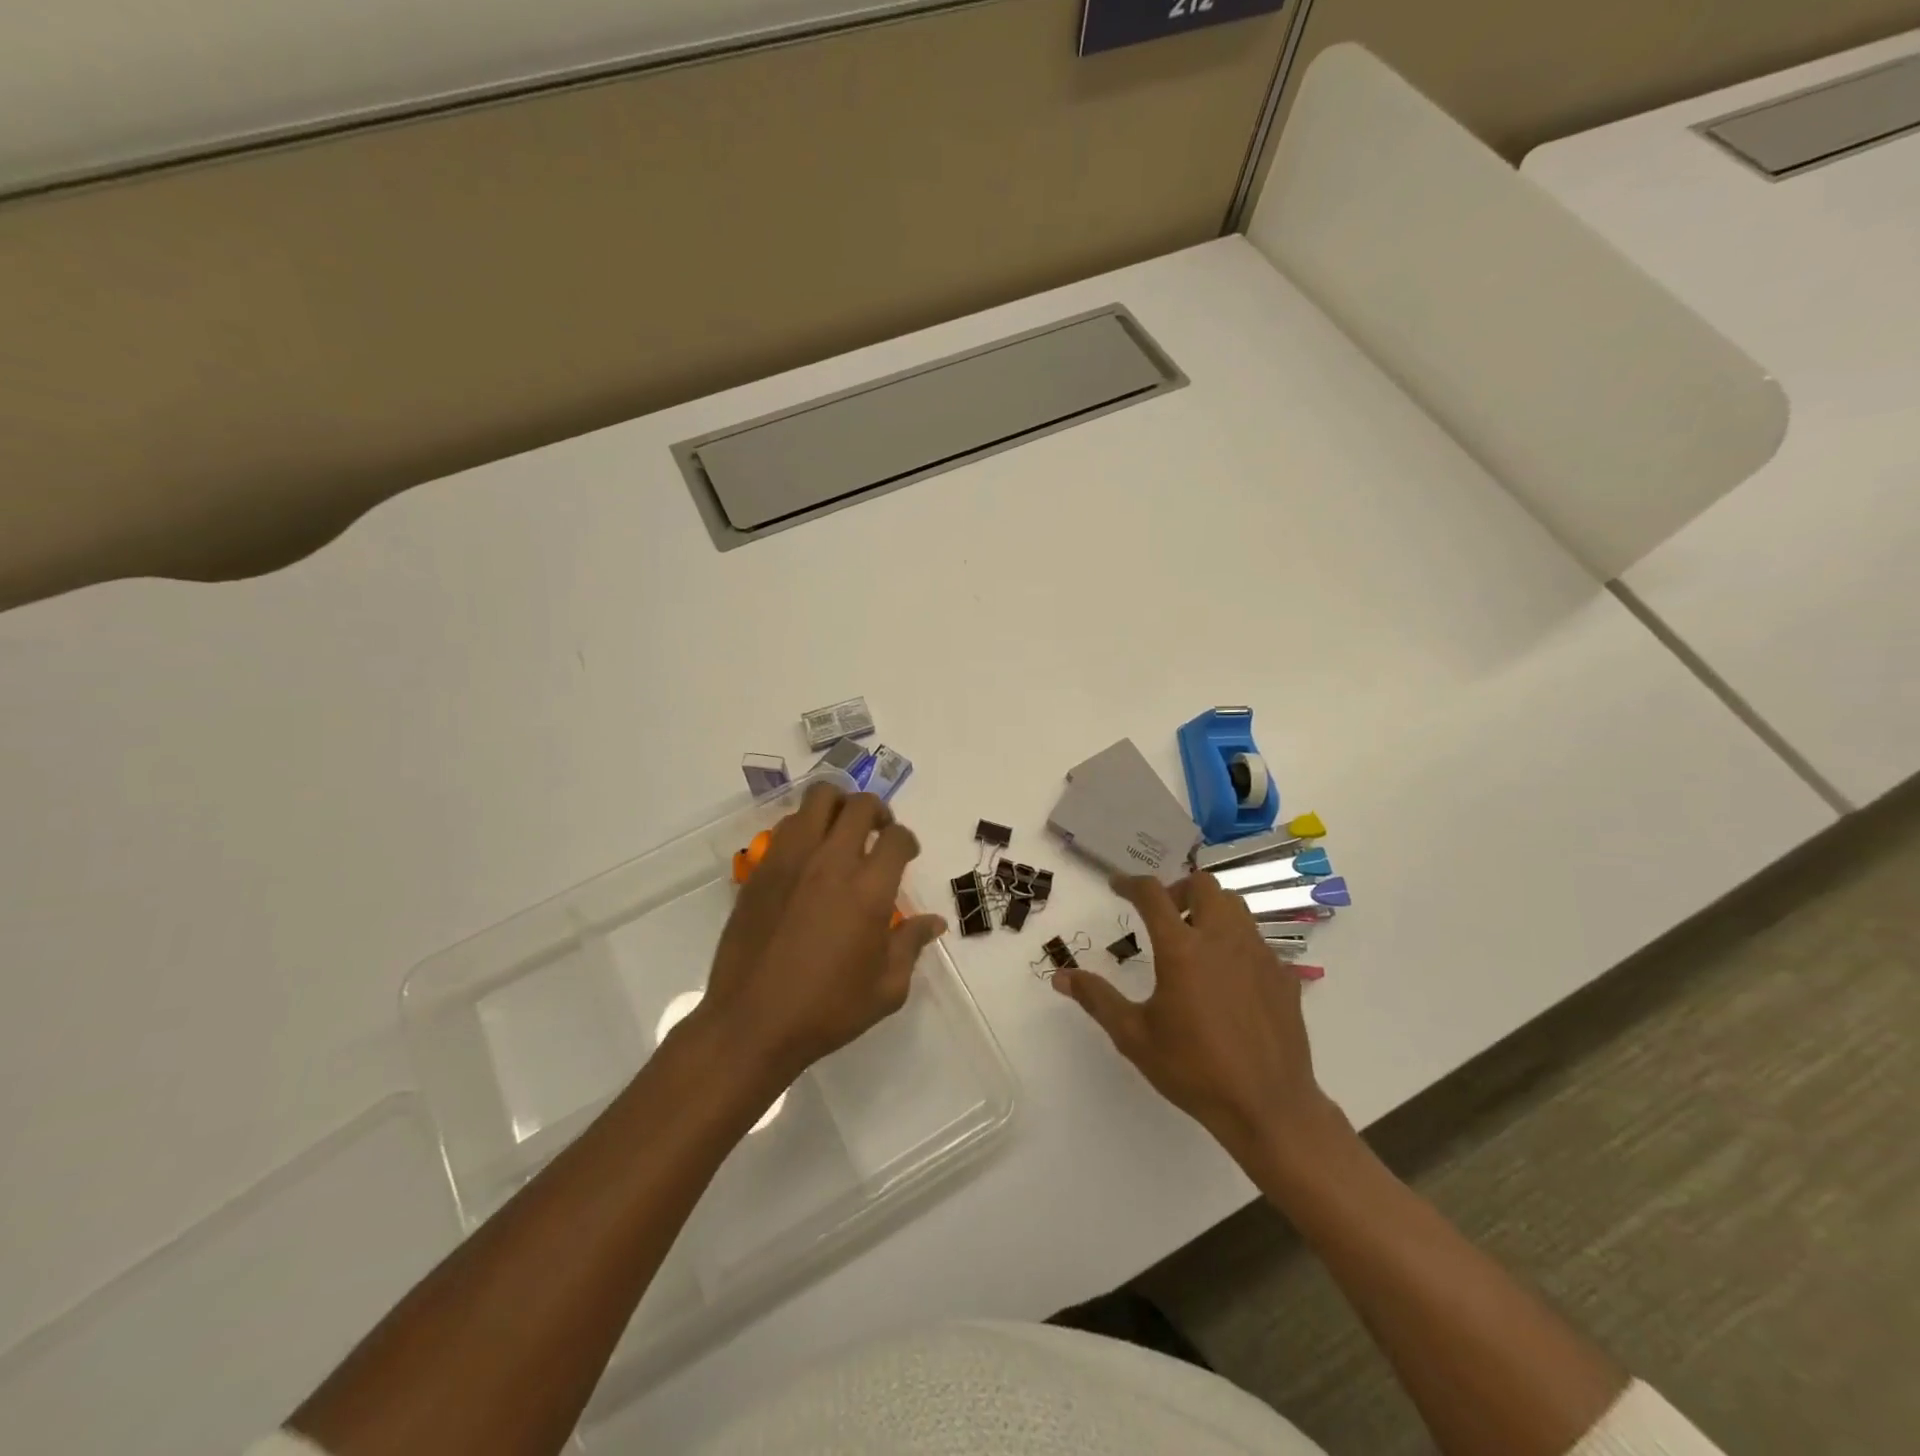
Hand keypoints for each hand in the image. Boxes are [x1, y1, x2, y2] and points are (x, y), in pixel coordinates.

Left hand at [695, 782, 945, 1094]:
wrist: (752, 1023)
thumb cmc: (827, 1010)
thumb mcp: (886, 988)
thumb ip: (911, 945)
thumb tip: (933, 922)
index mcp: (869, 890)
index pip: (897, 837)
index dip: (907, 841)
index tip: (906, 854)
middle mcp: (831, 863)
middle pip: (859, 805)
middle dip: (877, 810)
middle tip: (878, 831)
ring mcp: (791, 861)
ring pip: (817, 800)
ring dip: (837, 807)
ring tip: (841, 831)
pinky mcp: (761, 870)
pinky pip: (787, 827)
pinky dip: (805, 827)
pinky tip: (808, 855)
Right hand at [1052, 872, 1339, 1172]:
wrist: (1268, 1107)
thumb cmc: (1194, 1070)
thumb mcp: (1134, 1036)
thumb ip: (1097, 999)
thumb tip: (1061, 976)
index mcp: (1182, 948)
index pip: (1152, 894)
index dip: (1130, 883)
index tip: (1117, 886)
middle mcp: (1222, 939)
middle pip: (1203, 885)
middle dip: (1178, 889)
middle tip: (1163, 914)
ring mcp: (1259, 954)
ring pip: (1235, 906)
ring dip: (1210, 909)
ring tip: (1195, 939)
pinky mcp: (1283, 976)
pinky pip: (1257, 940)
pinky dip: (1236, 942)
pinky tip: (1228, 977)